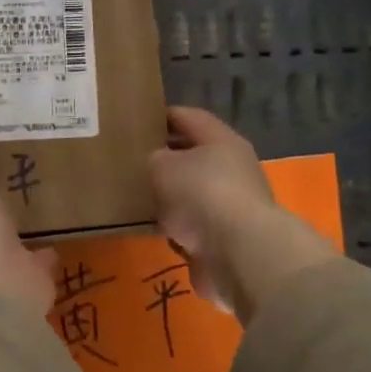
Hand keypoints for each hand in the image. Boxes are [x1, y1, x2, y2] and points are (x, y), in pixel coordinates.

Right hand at [147, 107, 336, 322]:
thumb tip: (156, 164)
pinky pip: (194, 225)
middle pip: (194, 156)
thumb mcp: (162, 166)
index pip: (188, 117)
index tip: (137, 122)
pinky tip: (155, 228)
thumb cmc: (201, 195)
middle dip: (165, 159)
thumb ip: (154, 159)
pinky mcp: (227, 237)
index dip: (162, 117)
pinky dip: (177, 226)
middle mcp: (232, 168)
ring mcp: (232, 205)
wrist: (238, 254)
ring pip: (193, 193)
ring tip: (137, 197)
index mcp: (221, 140)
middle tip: (131, 162)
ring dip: (171, 197)